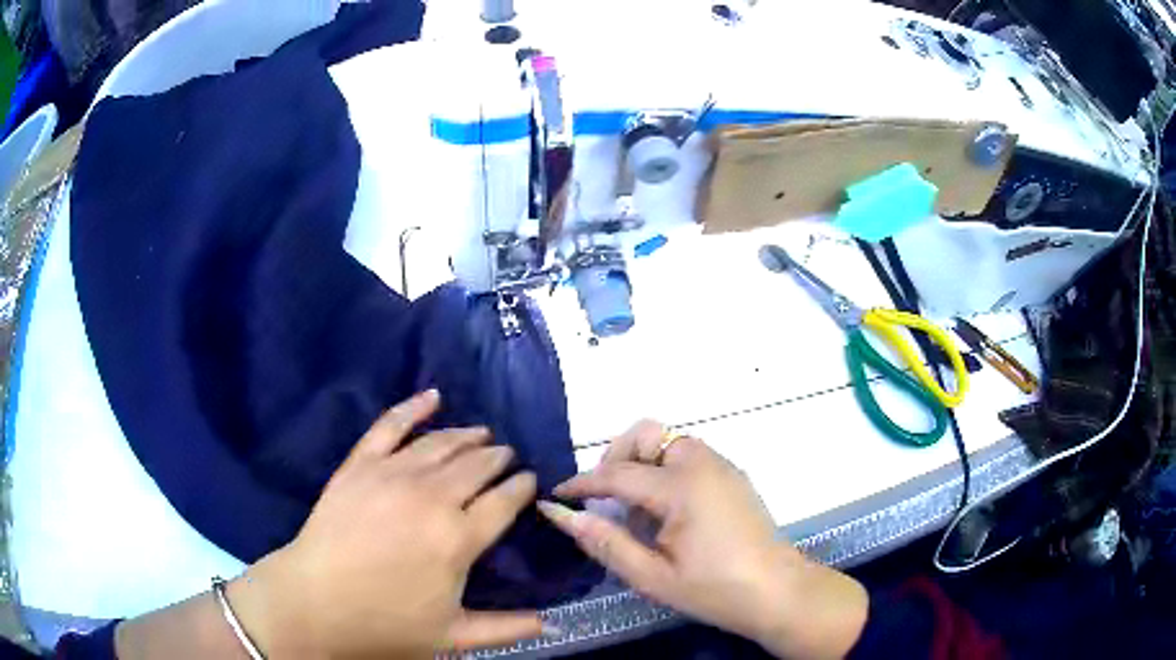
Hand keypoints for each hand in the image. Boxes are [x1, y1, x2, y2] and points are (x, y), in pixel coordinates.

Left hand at [228, 390, 544, 657]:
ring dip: (467, 435)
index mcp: (458, 538)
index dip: (522, 487)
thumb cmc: (386, 623)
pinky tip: (432, 396)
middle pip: (477, 465)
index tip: (530, 480)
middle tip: (507, 457)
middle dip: (498, 458)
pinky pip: (390, 425)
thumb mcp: (453, 635)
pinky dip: (413, 407)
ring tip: (482, 433)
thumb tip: (555, 625)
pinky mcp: (360, 464)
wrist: (315, 603)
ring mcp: (392, 474)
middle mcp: (432, 497)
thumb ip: (508, 629)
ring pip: (441, 443)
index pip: (504, 501)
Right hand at [539, 421, 867, 658]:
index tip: (556, 495)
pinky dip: (666, 470)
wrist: (777, 592)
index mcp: (682, 487)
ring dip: (642, 463)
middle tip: (604, 497)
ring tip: (633, 507)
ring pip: (670, 442)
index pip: (617, 473)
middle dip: (616, 457)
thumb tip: (560, 514)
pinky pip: (689, 456)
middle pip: (647, 434)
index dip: (581, 483)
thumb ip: (604, 541)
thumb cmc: (714, 589)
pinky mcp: (733, 477)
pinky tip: (665, 511)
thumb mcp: (651, 576)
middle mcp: (703, 464)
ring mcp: (723, 467)